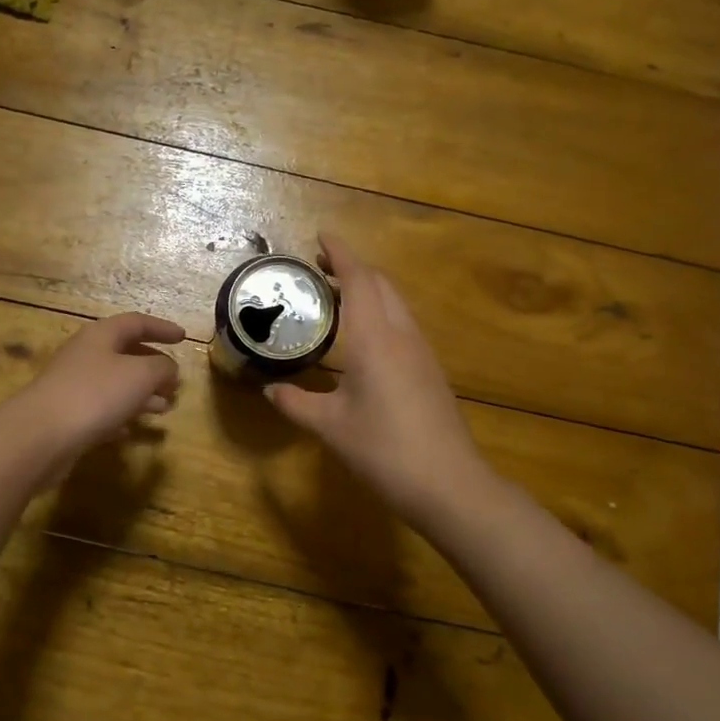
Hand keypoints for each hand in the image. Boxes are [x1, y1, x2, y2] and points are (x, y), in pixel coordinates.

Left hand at [2, 313, 185, 473]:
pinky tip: (132, 431)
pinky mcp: (67, 415)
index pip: (137, 322)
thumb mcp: (140, 376)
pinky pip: (101, 410)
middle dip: (154, 368)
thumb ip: (161, 368)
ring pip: (116, 384)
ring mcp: (74, 385)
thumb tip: (169, 368)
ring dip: (142, 394)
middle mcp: (86, 355)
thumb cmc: (95, 394)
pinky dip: (120, 416)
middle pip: (126, 354)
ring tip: (165, 408)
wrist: (40, 436)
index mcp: (101, 335)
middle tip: (176, 382)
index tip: (184, 338)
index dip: (162, 328)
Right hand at [266, 234, 495, 530]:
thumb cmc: (384, 450)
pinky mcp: (430, 370)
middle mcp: (401, 335)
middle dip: (352, 267)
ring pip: (395, 302)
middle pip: (381, 284)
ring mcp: (421, 352)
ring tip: (335, 296)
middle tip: (319, 268)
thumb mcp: (330, 426)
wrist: (449, 484)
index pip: (359, 279)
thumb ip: (296, 403)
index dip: (340, 253)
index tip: (320, 236)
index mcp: (374, 338)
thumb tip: (270, 389)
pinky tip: (362, 336)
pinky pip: (402, 323)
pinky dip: (379, 311)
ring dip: (368, 288)